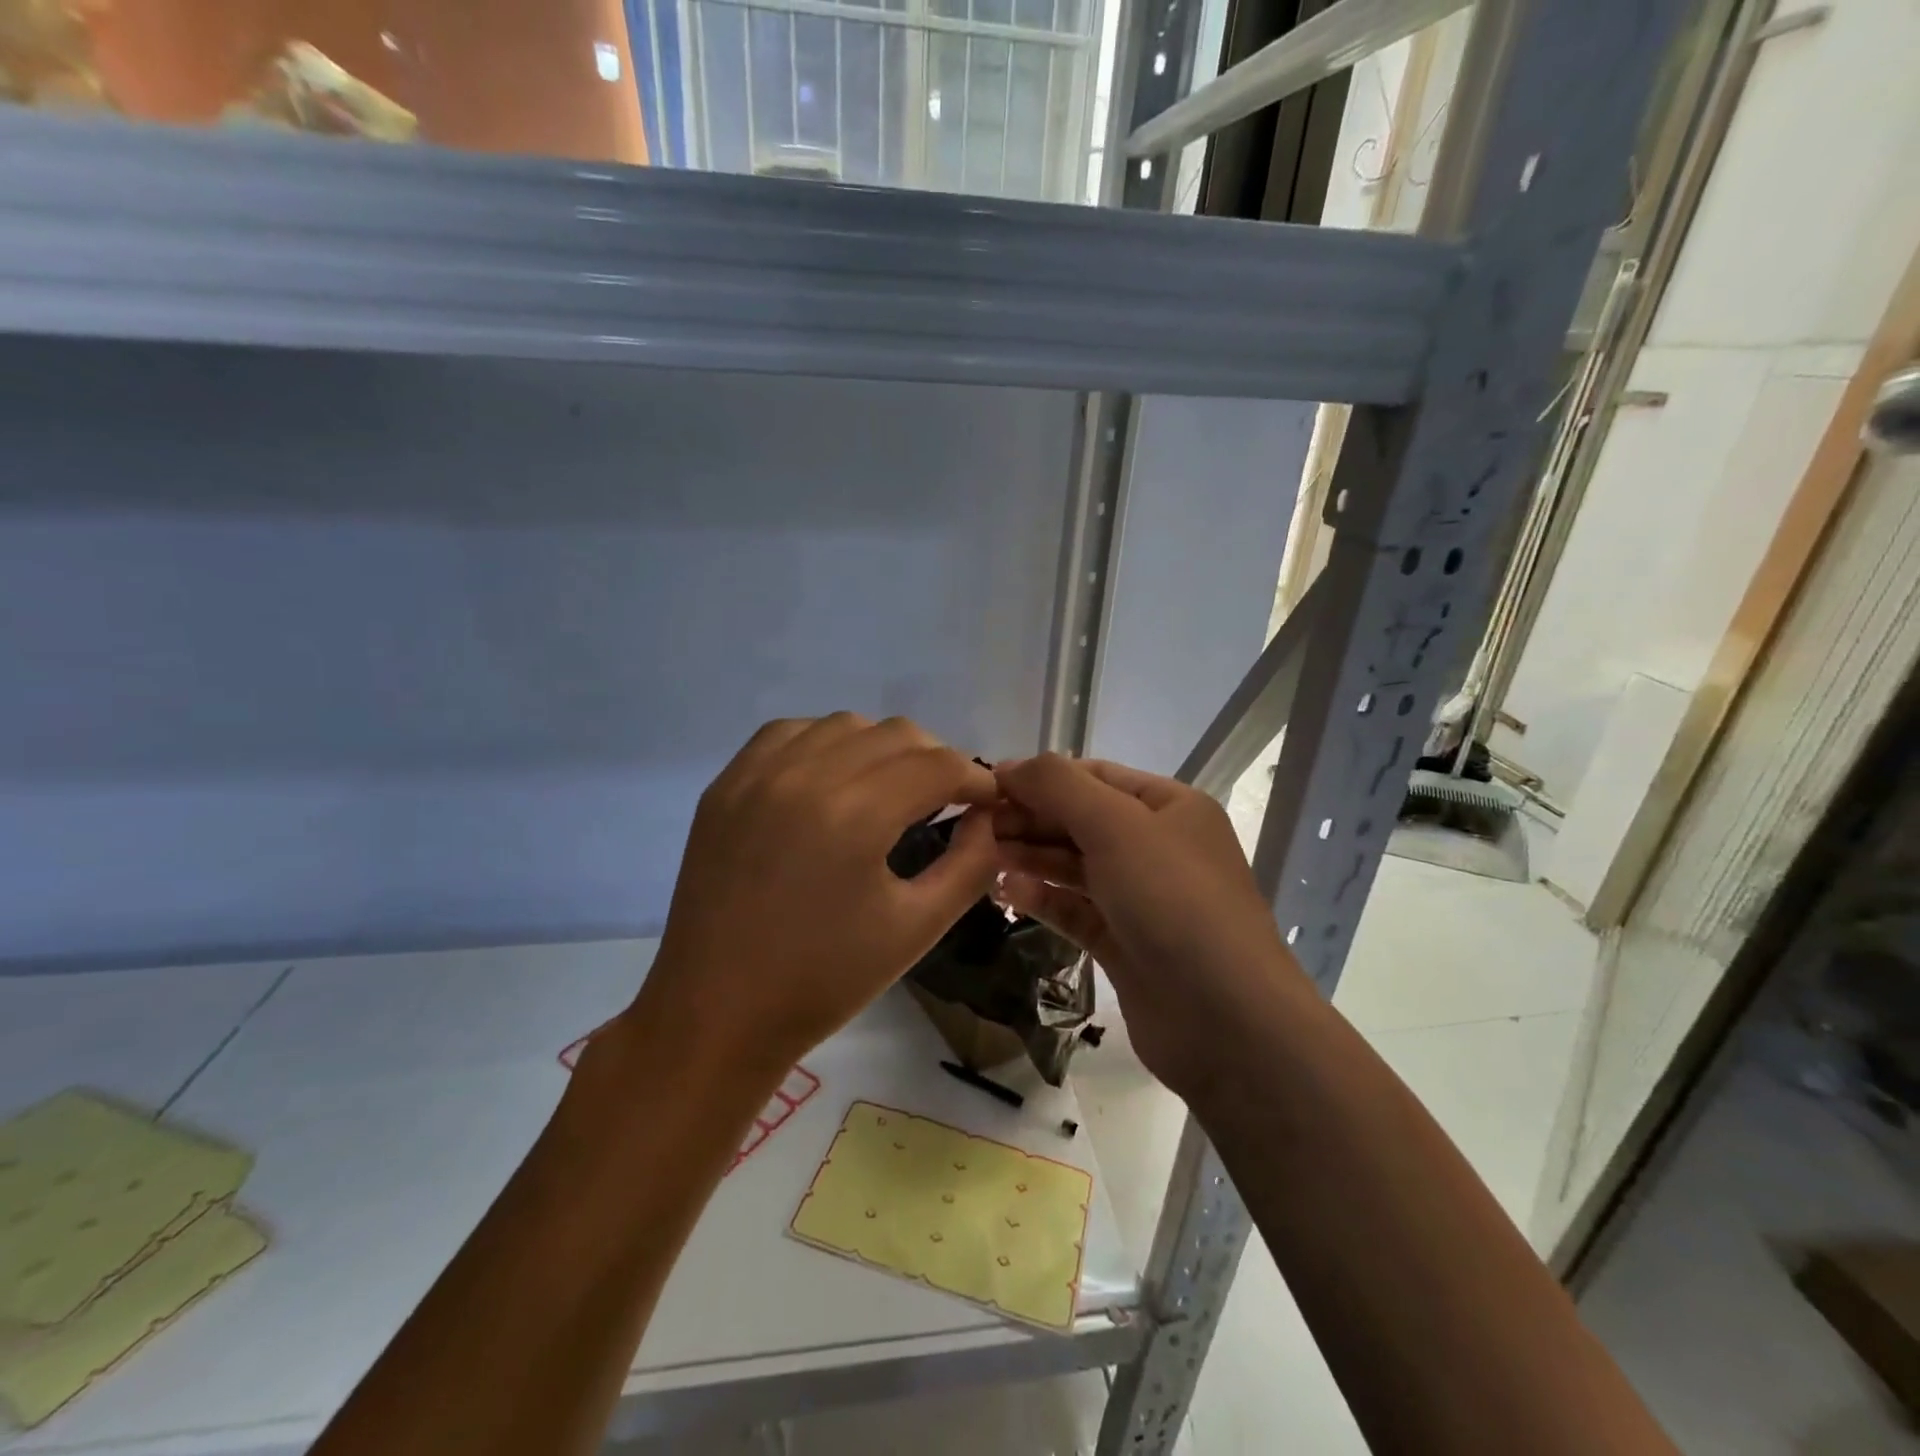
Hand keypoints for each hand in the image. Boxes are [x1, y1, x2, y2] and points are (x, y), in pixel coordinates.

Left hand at [630, 714, 1000, 1078]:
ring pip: (845, 724)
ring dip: (882, 748)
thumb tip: (988, 817)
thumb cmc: (824, 981)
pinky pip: (790, 733)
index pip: (938, 764)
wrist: (717, 1013)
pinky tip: (833, 780)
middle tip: (945, 801)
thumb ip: (971, 864)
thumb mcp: (918, 928)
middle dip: (936, 761)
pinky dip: (826, 743)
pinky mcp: (726, 784)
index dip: (975, 779)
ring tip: (889, 791)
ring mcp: (757, 774)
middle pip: (896, 733)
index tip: (986, 804)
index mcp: (855, 816)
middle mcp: (804, 775)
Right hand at [993, 754, 1302, 1100]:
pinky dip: (1042, 898)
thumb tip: (1009, 765)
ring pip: (1073, 865)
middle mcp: (1156, 846)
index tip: (987, 785)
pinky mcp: (1123, 942)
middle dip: (1030, 819)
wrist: (1224, 1018)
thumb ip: (1060, 787)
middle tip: (977, 827)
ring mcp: (1139, 897)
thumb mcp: (1117, 826)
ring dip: (1030, 858)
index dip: (1040, 777)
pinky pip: (1074, 909)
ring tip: (984, 857)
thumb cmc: (1173, 901)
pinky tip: (1007, 893)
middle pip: (1079, 820)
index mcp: (1168, 806)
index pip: (1094, 776)